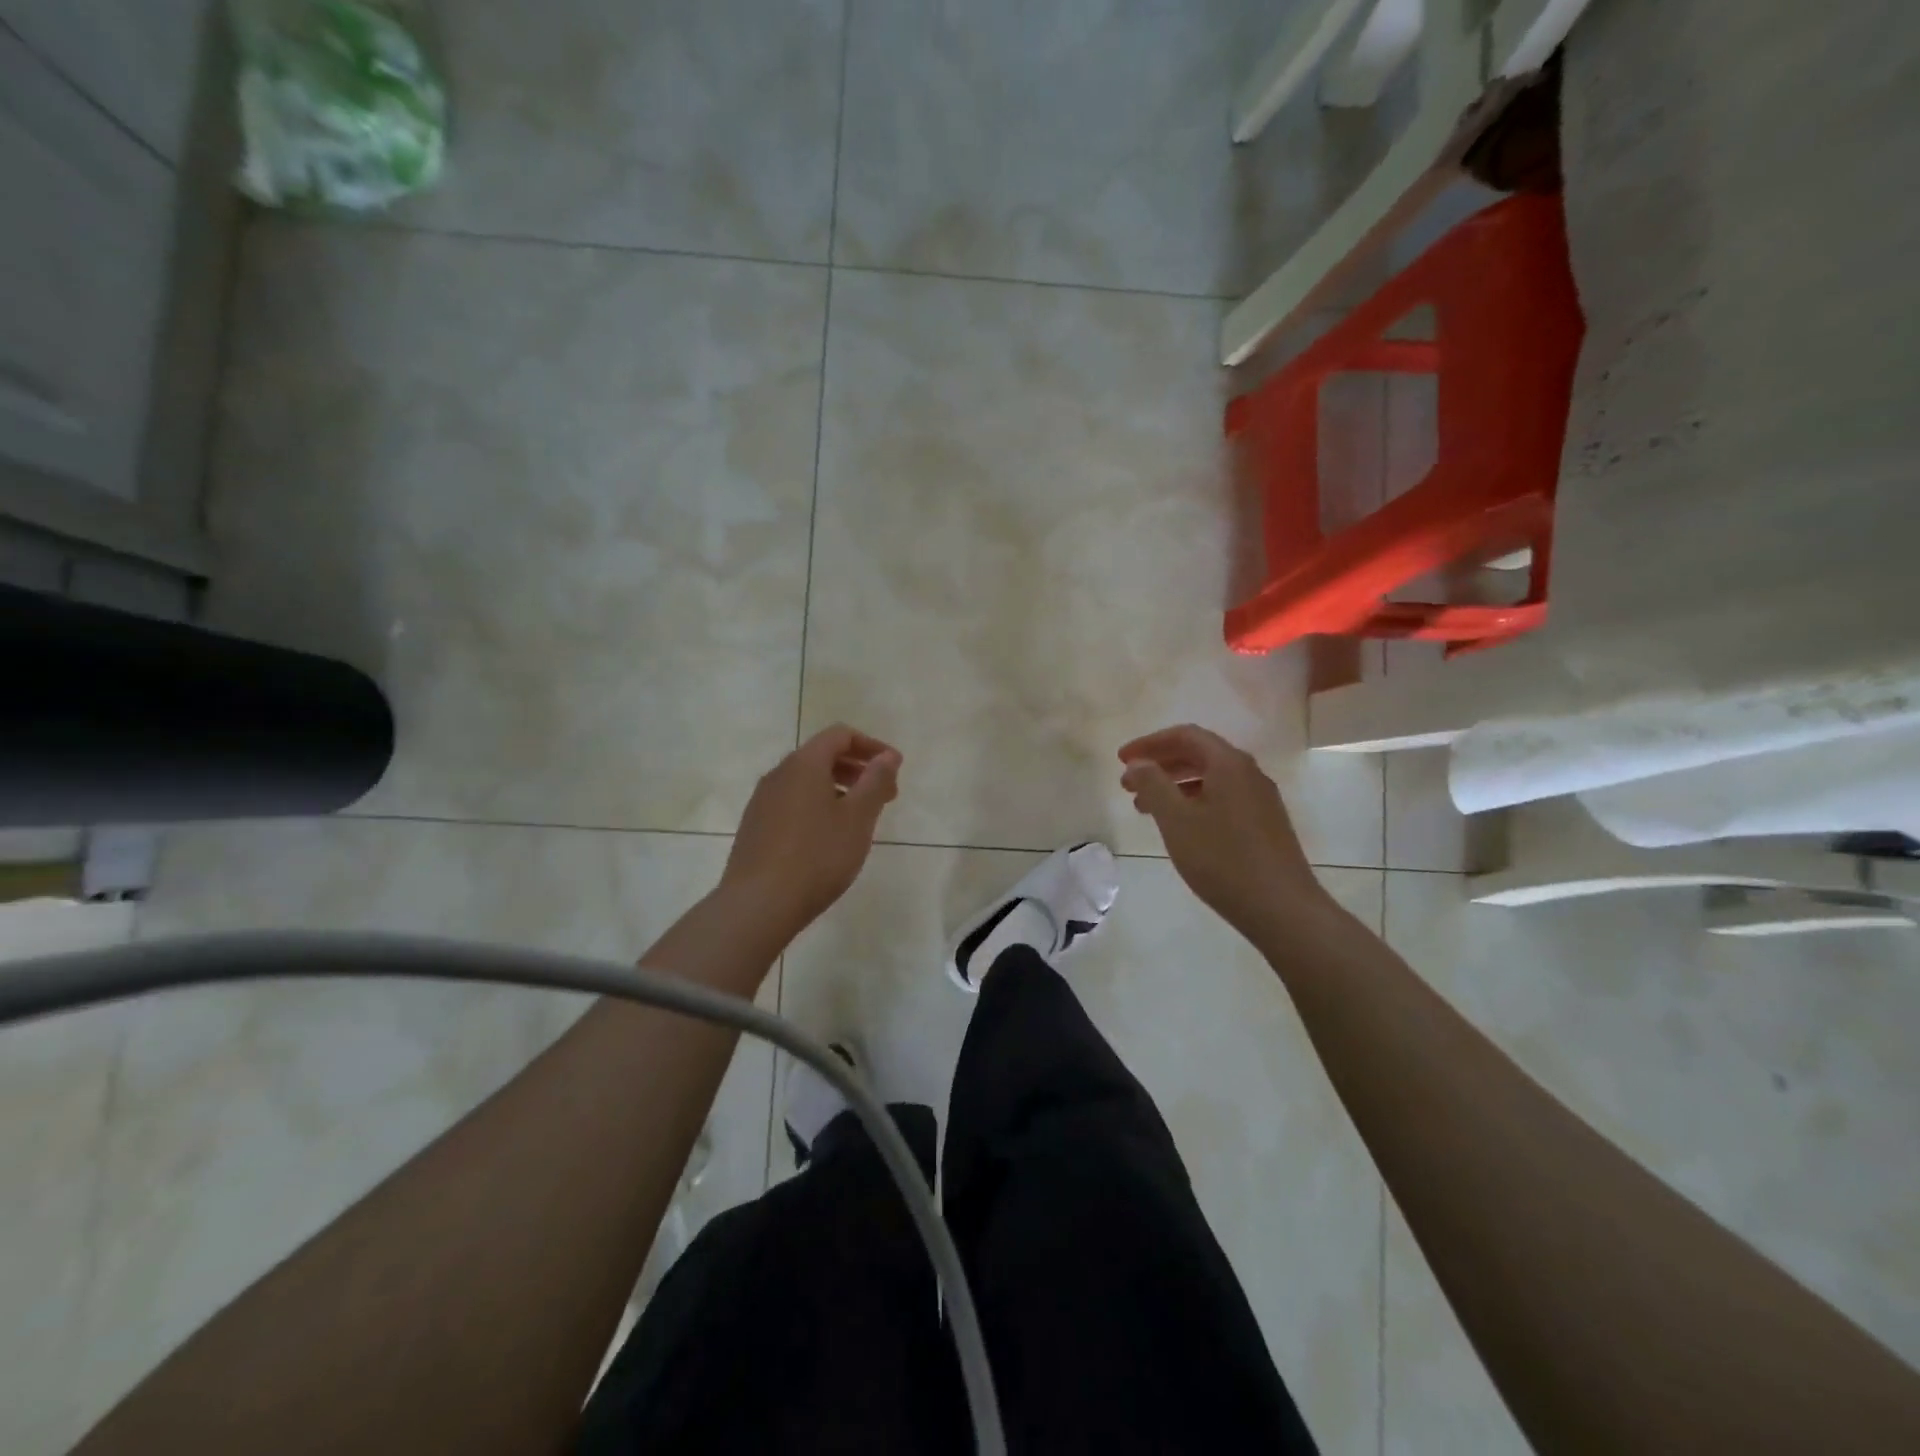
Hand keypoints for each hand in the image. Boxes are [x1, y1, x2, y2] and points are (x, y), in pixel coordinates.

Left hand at [720, 724, 901, 943]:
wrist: (758, 904)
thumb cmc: (817, 856)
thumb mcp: (858, 818)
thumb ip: (876, 782)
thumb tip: (888, 756)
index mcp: (804, 764)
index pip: (840, 735)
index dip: (872, 746)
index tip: (895, 769)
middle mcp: (779, 774)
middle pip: (822, 756)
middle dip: (857, 769)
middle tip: (885, 795)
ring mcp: (762, 801)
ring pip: (806, 781)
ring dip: (838, 789)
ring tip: (860, 819)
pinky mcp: (755, 827)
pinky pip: (792, 803)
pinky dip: (818, 806)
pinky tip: (828, 838)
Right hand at [1118, 725, 1331, 938]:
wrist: (1282, 908)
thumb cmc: (1223, 859)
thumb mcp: (1177, 820)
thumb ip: (1153, 785)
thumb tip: (1138, 763)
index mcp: (1229, 764)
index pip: (1185, 735)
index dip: (1150, 743)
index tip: (1122, 760)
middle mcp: (1249, 773)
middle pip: (1199, 753)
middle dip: (1160, 764)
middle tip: (1128, 784)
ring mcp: (1260, 799)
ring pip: (1210, 778)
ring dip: (1175, 785)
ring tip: (1146, 808)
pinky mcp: (1264, 823)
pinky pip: (1222, 797)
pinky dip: (1194, 801)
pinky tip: (1180, 826)